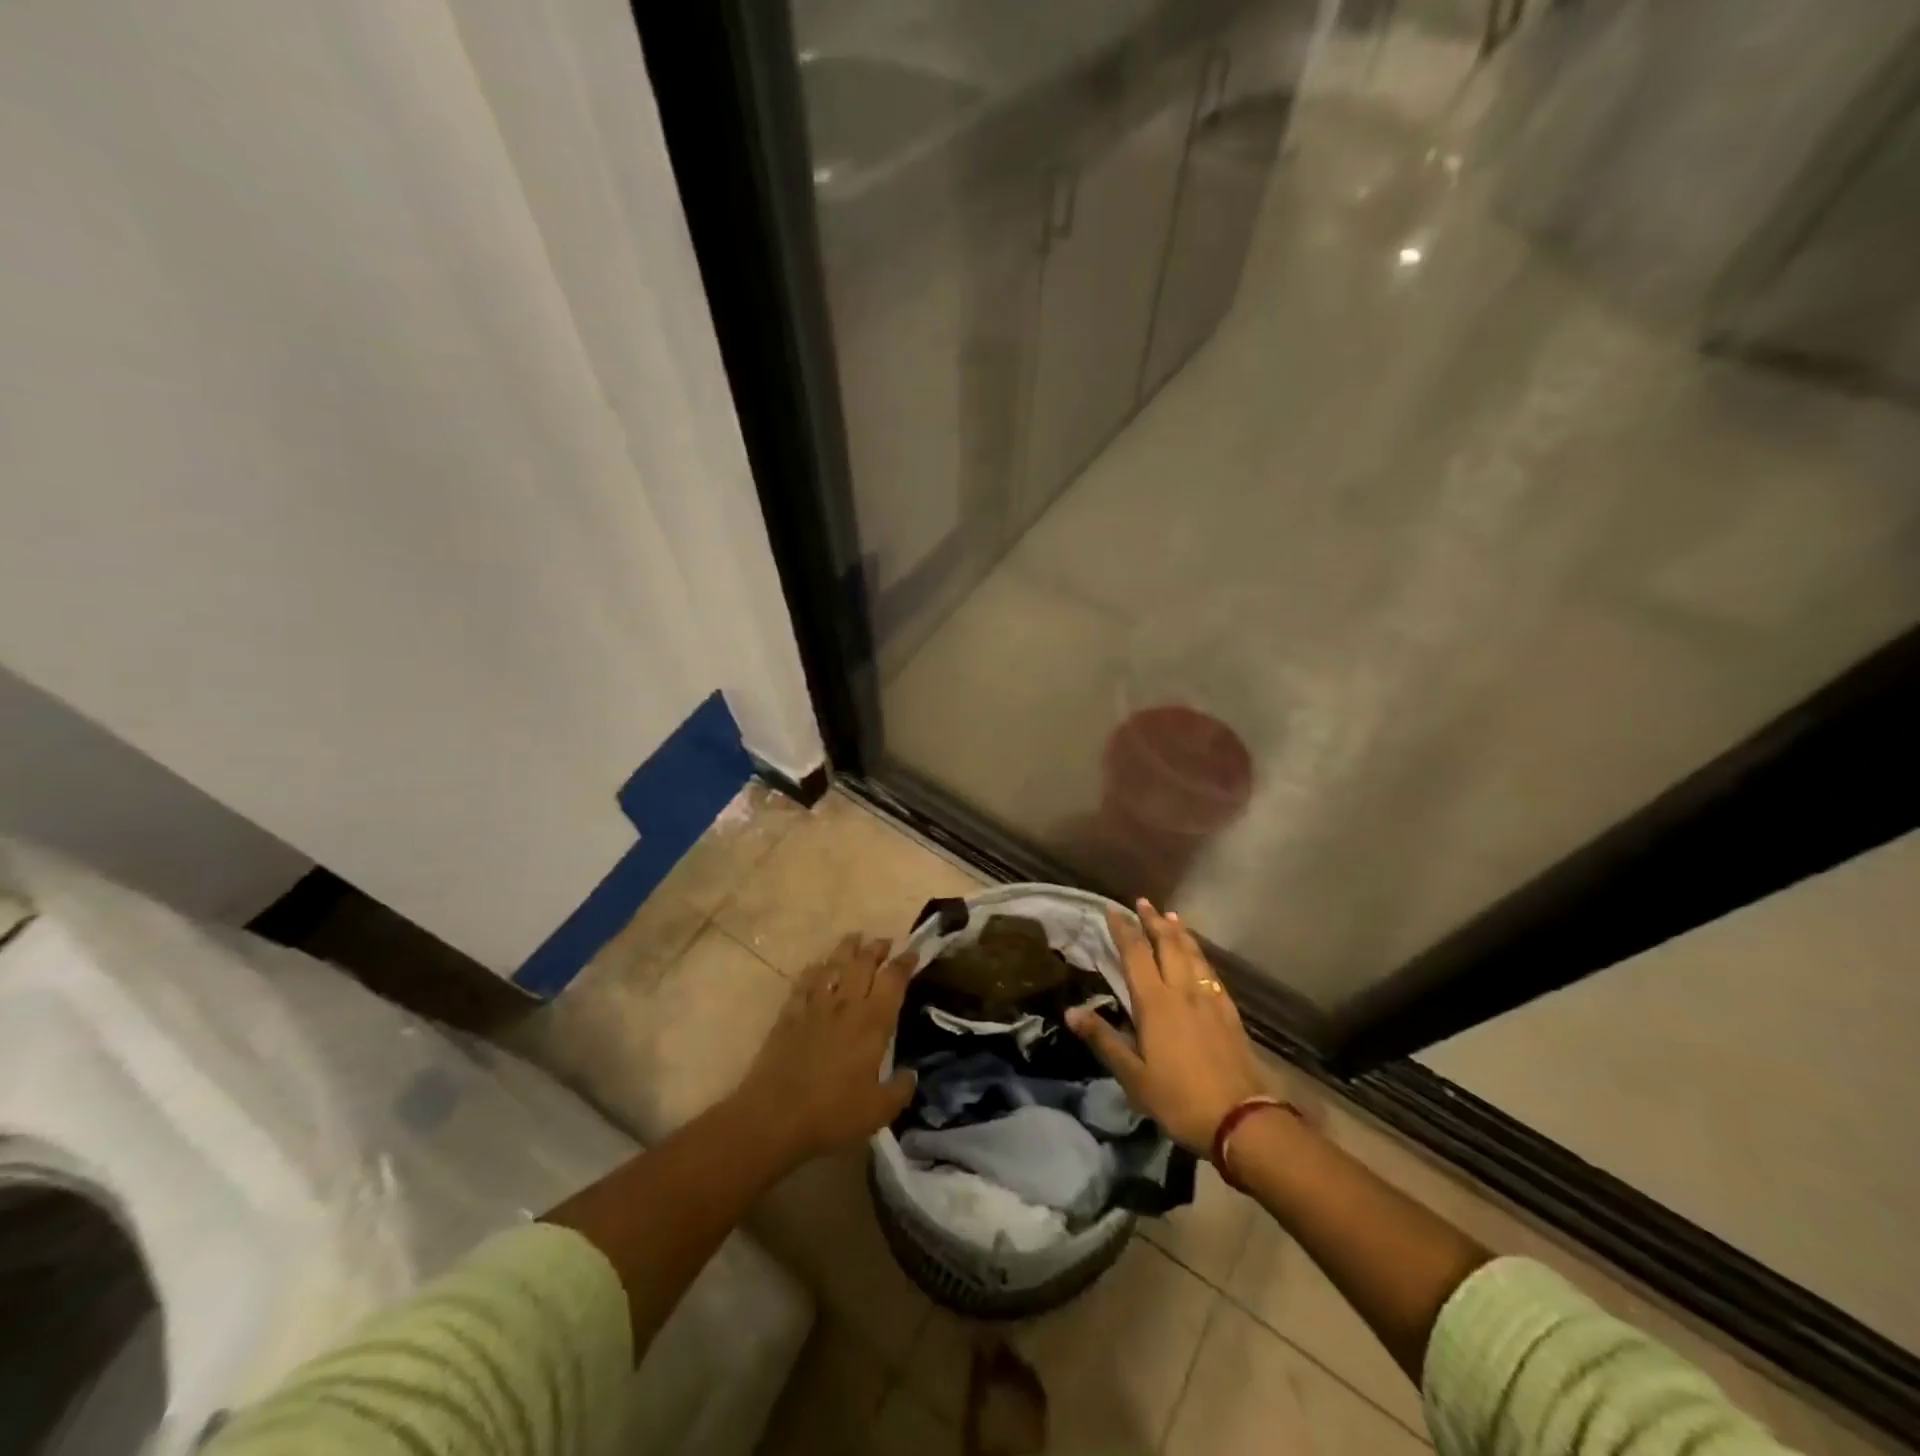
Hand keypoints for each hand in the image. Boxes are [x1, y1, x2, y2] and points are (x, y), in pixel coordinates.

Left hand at [734, 933, 917, 1166]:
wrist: (774, 1117)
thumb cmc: (833, 1114)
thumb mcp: (879, 1111)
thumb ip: (900, 1090)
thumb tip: (911, 1075)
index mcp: (873, 1023)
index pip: (893, 980)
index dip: (905, 963)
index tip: (913, 952)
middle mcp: (846, 1005)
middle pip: (862, 964)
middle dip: (876, 948)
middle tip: (884, 941)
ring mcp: (814, 1007)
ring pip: (833, 966)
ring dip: (845, 950)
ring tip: (854, 938)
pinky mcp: (788, 1016)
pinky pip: (803, 983)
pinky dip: (812, 971)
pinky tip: (815, 967)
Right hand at [1067, 900, 1268, 1154]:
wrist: (1241, 1119)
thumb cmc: (1179, 1099)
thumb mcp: (1133, 1076)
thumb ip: (1103, 1039)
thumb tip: (1070, 1011)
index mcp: (1155, 1003)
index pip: (1135, 954)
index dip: (1123, 929)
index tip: (1112, 909)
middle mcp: (1182, 991)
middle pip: (1167, 945)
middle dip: (1153, 921)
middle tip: (1142, 902)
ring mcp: (1209, 999)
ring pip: (1192, 954)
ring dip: (1179, 932)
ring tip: (1170, 916)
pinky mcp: (1229, 1012)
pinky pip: (1211, 971)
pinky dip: (1200, 954)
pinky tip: (1199, 956)